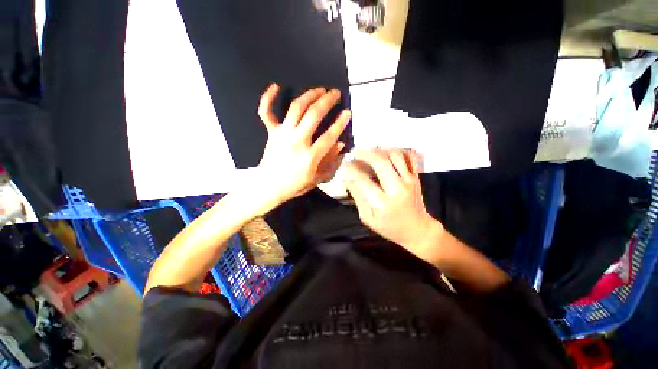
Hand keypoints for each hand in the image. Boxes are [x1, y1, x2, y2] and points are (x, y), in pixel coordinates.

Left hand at [253, 83, 350, 213]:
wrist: (269, 187)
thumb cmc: (295, 185)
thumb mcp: (317, 178)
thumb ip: (330, 161)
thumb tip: (340, 144)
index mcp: (310, 156)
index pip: (329, 135)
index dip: (340, 122)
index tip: (347, 112)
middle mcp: (296, 141)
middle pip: (313, 115)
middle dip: (327, 101)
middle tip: (335, 93)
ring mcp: (282, 134)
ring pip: (296, 108)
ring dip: (309, 95)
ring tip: (319, 89)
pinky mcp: (271, 132)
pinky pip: (266, 112)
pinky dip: (268, 98)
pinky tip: (275, 85)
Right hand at [343, 149, 442, 259]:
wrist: (418, 230)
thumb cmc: (390, 228)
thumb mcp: (368, 218)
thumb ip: (358, 198)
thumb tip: (347, 180)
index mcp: (383, 203)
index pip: (363, 180)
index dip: (351, 170)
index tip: (344, 164)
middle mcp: (398, 189)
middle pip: (381, 162)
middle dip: (365, 154)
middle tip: (355, 152)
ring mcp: (409, 181)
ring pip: (395, 155)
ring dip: (380, 150)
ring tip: (370, 152)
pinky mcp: (416, 177)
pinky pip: (410, 157)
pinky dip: (398, 151)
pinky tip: (387, 153)